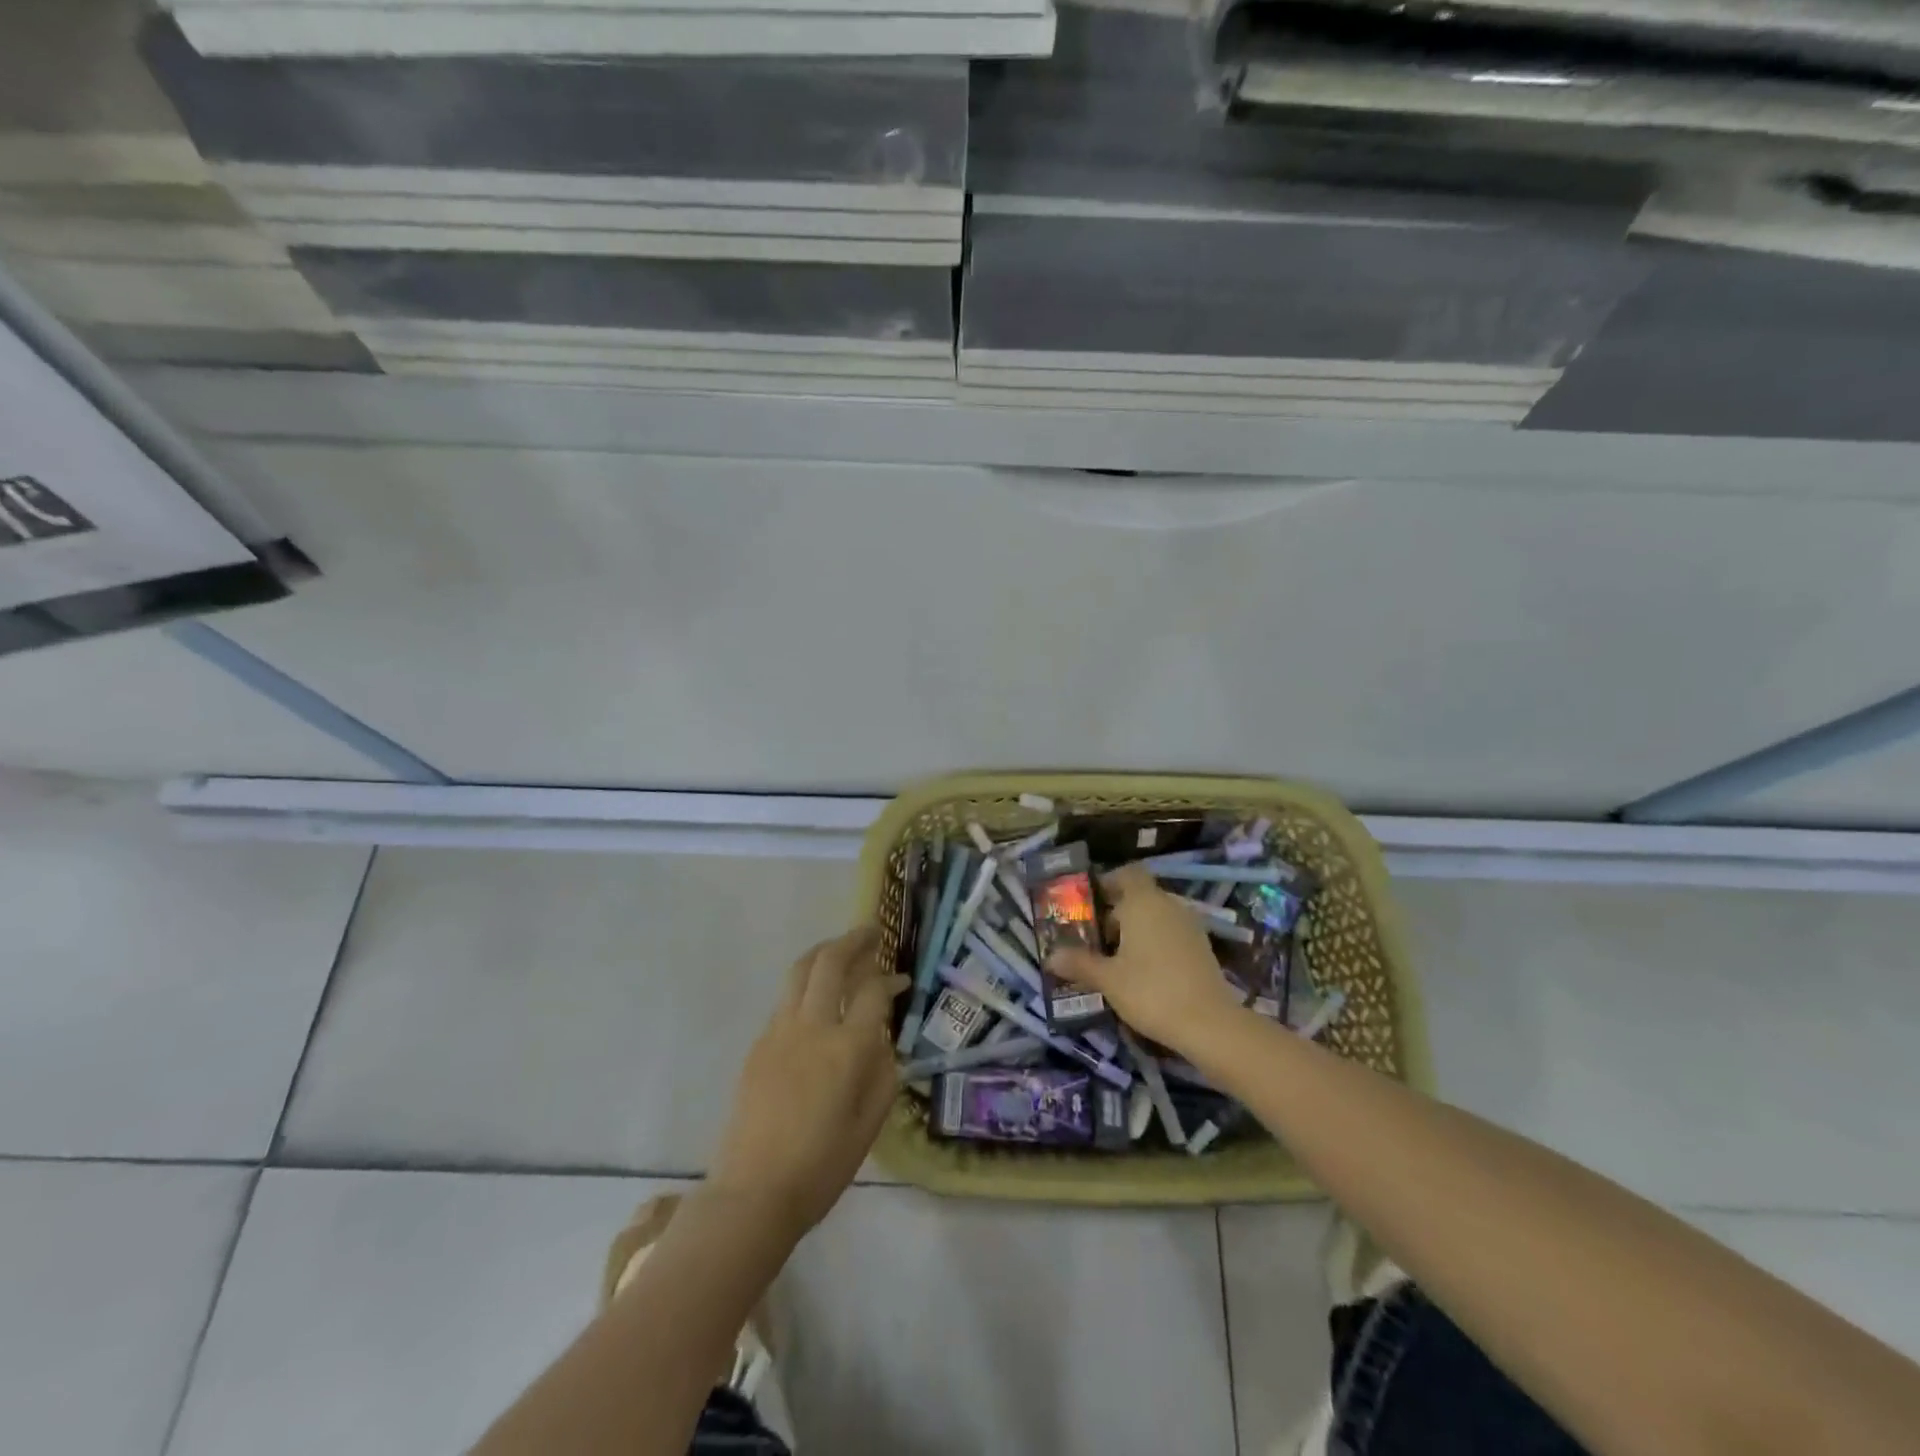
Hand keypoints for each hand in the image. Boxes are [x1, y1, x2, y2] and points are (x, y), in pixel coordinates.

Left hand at [707, 926, 906, 1238]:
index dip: (889, 979)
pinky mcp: (758, 1044)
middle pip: (830, 963)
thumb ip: (883, 1074)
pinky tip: (815, 1000)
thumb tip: (883, 1043)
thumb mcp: (870, 1124)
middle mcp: (812, 1027)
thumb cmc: (821, 1167)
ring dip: (824, 953)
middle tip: (871, 933)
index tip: (900, 979)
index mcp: (846, 1049)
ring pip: (800, 971)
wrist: (752, 1194)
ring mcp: (779, 1032)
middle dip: (853, 941)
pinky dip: (805, 985)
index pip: (871, 991)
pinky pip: (785, 1000)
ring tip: (840, 949)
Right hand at [1046, 864, 1244, 1054]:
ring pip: (1156, 916)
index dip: (1108, 882)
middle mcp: (1169, 905)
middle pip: (1139, 896)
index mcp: (1144, 902)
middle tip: (1093, 937)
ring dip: (1136, 930)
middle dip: (1116, 913)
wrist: (1209, 1024)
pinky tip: (1142, 971)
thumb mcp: (1108, 979)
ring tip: (1114, 958)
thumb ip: (1079, 963)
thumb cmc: (1151, 991)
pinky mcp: (1202, 948)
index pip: (1127, 873)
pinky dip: (1155, 943)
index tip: (1089, 902)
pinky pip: (1171, 934)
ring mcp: (1189, 926)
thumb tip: (1050, 957)